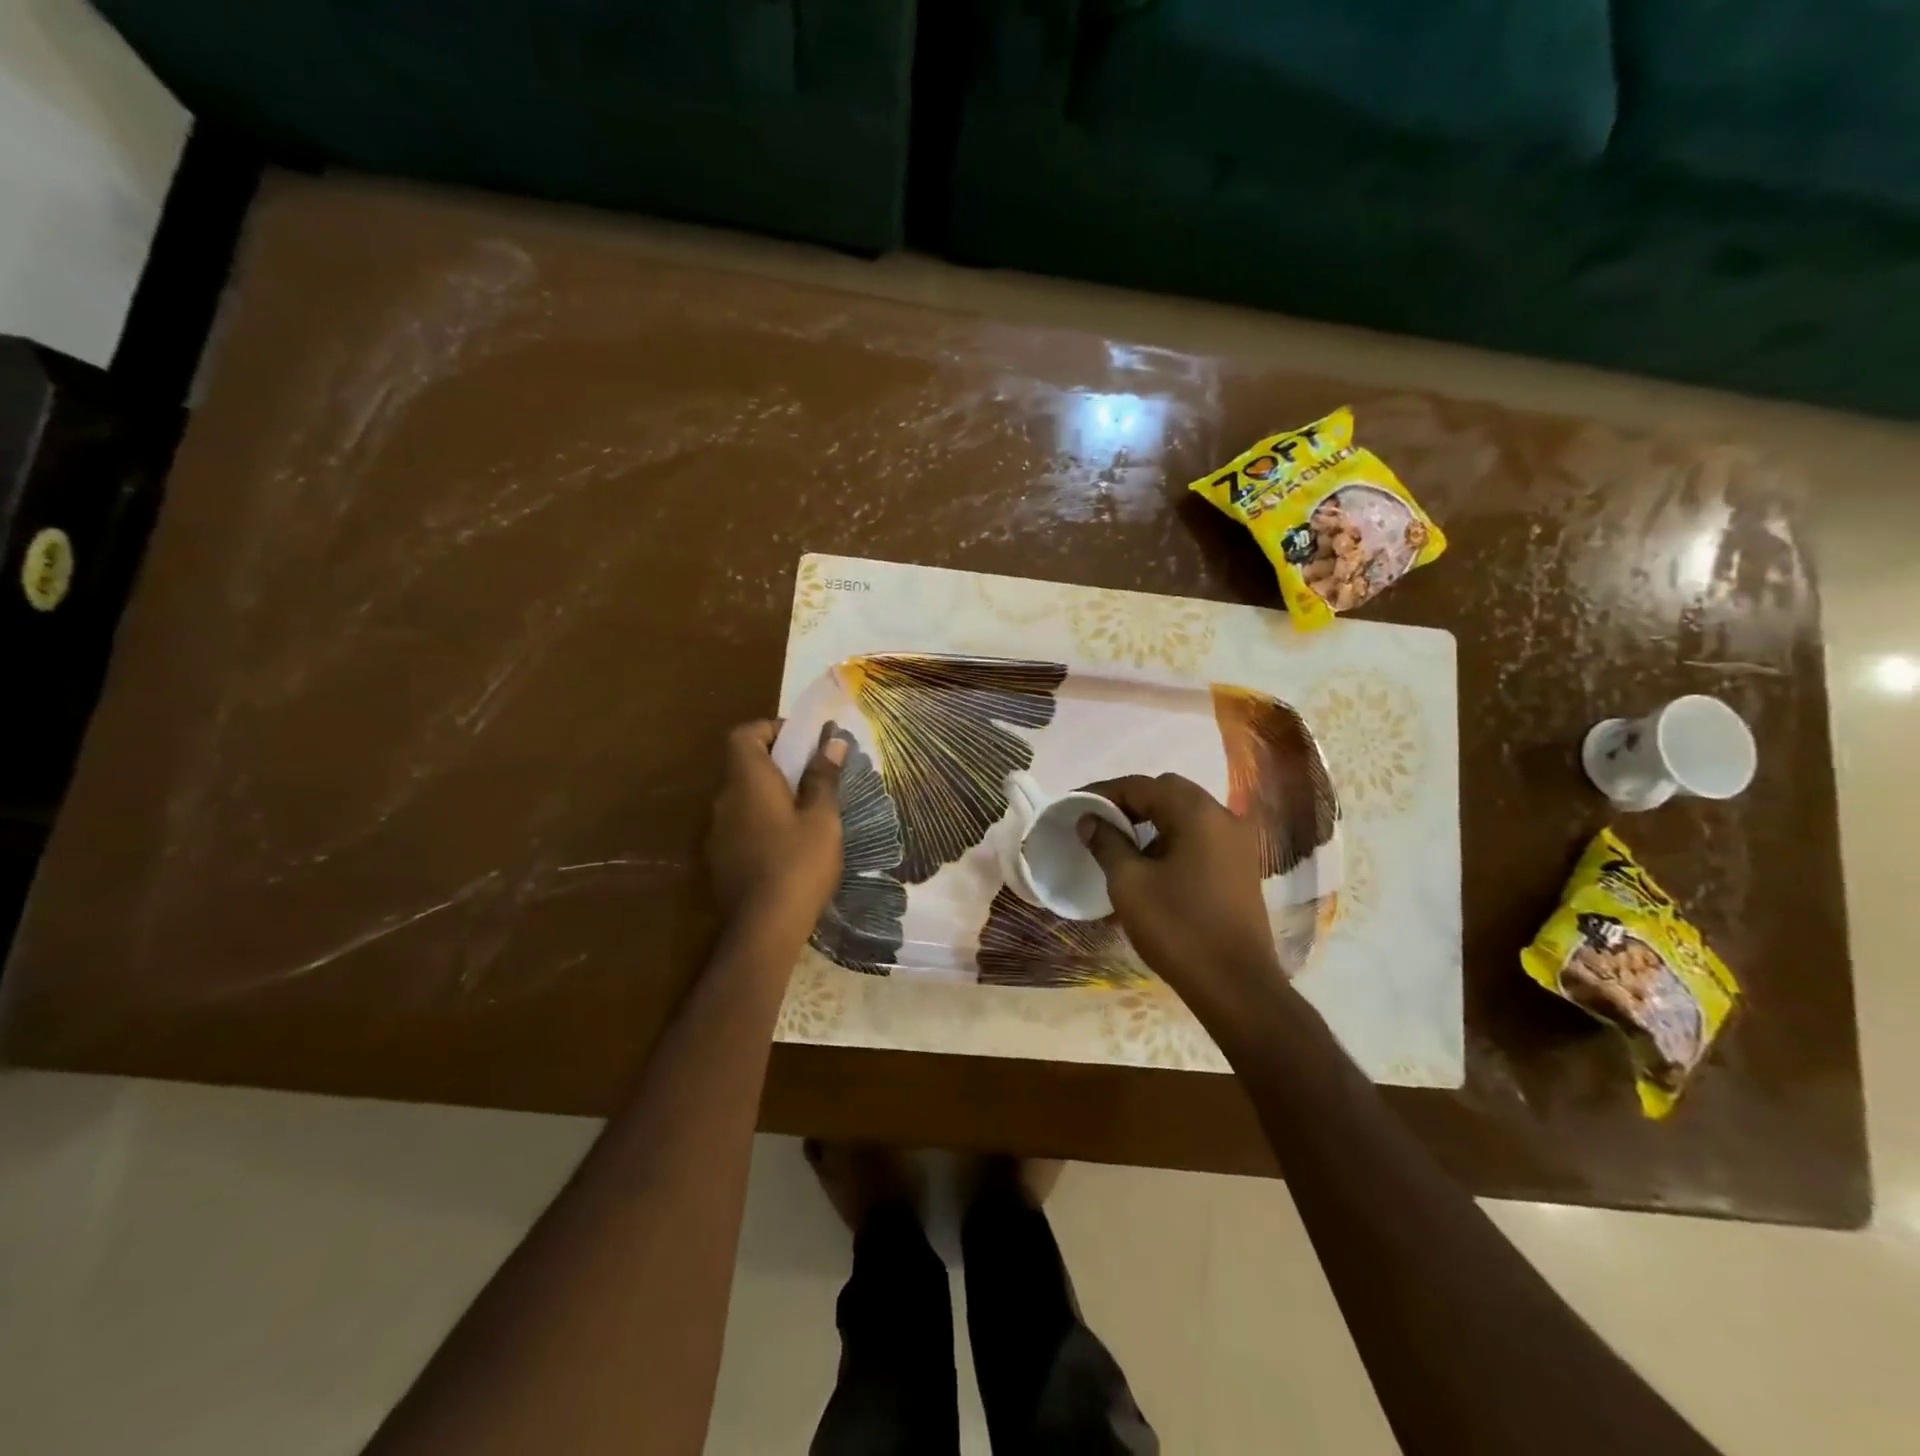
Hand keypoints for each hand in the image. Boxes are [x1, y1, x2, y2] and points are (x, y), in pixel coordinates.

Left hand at [706, 720, 846, 934]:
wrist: (763, 928)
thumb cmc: (799, 863)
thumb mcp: (822, 818)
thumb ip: (823, 777)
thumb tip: (833, 742)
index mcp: (748, 781)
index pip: (744, 734)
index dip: (771, 729)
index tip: (802, 741)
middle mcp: (724, 800)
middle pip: (744, 766)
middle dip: (778, 764)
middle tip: (814, 777)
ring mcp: (718, 833)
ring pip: (744, 798)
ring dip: (770, 796)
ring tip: (807, 812)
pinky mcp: (720, 860)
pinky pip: (741, 826)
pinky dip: (762, 823)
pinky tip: (789, 846)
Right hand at [1078, 773, 1285, 1021]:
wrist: (1235, 985)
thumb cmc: (1177, 928)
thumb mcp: (1129, 883)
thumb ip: (1107, 842)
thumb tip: (1090, 819)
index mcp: (1196, 812)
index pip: (1141, 785)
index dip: (1104, 793)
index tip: (1075, 805)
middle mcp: (1223, 816)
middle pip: (1168, 792)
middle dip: (1130, 802)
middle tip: (1098, 821)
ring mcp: (1238, 842)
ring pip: (1186, 813)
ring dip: (1152, 819)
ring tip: (1120, 841)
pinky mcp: (1241, 866)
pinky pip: (1200, 835)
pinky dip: (1172, 837)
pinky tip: (1151, 862)